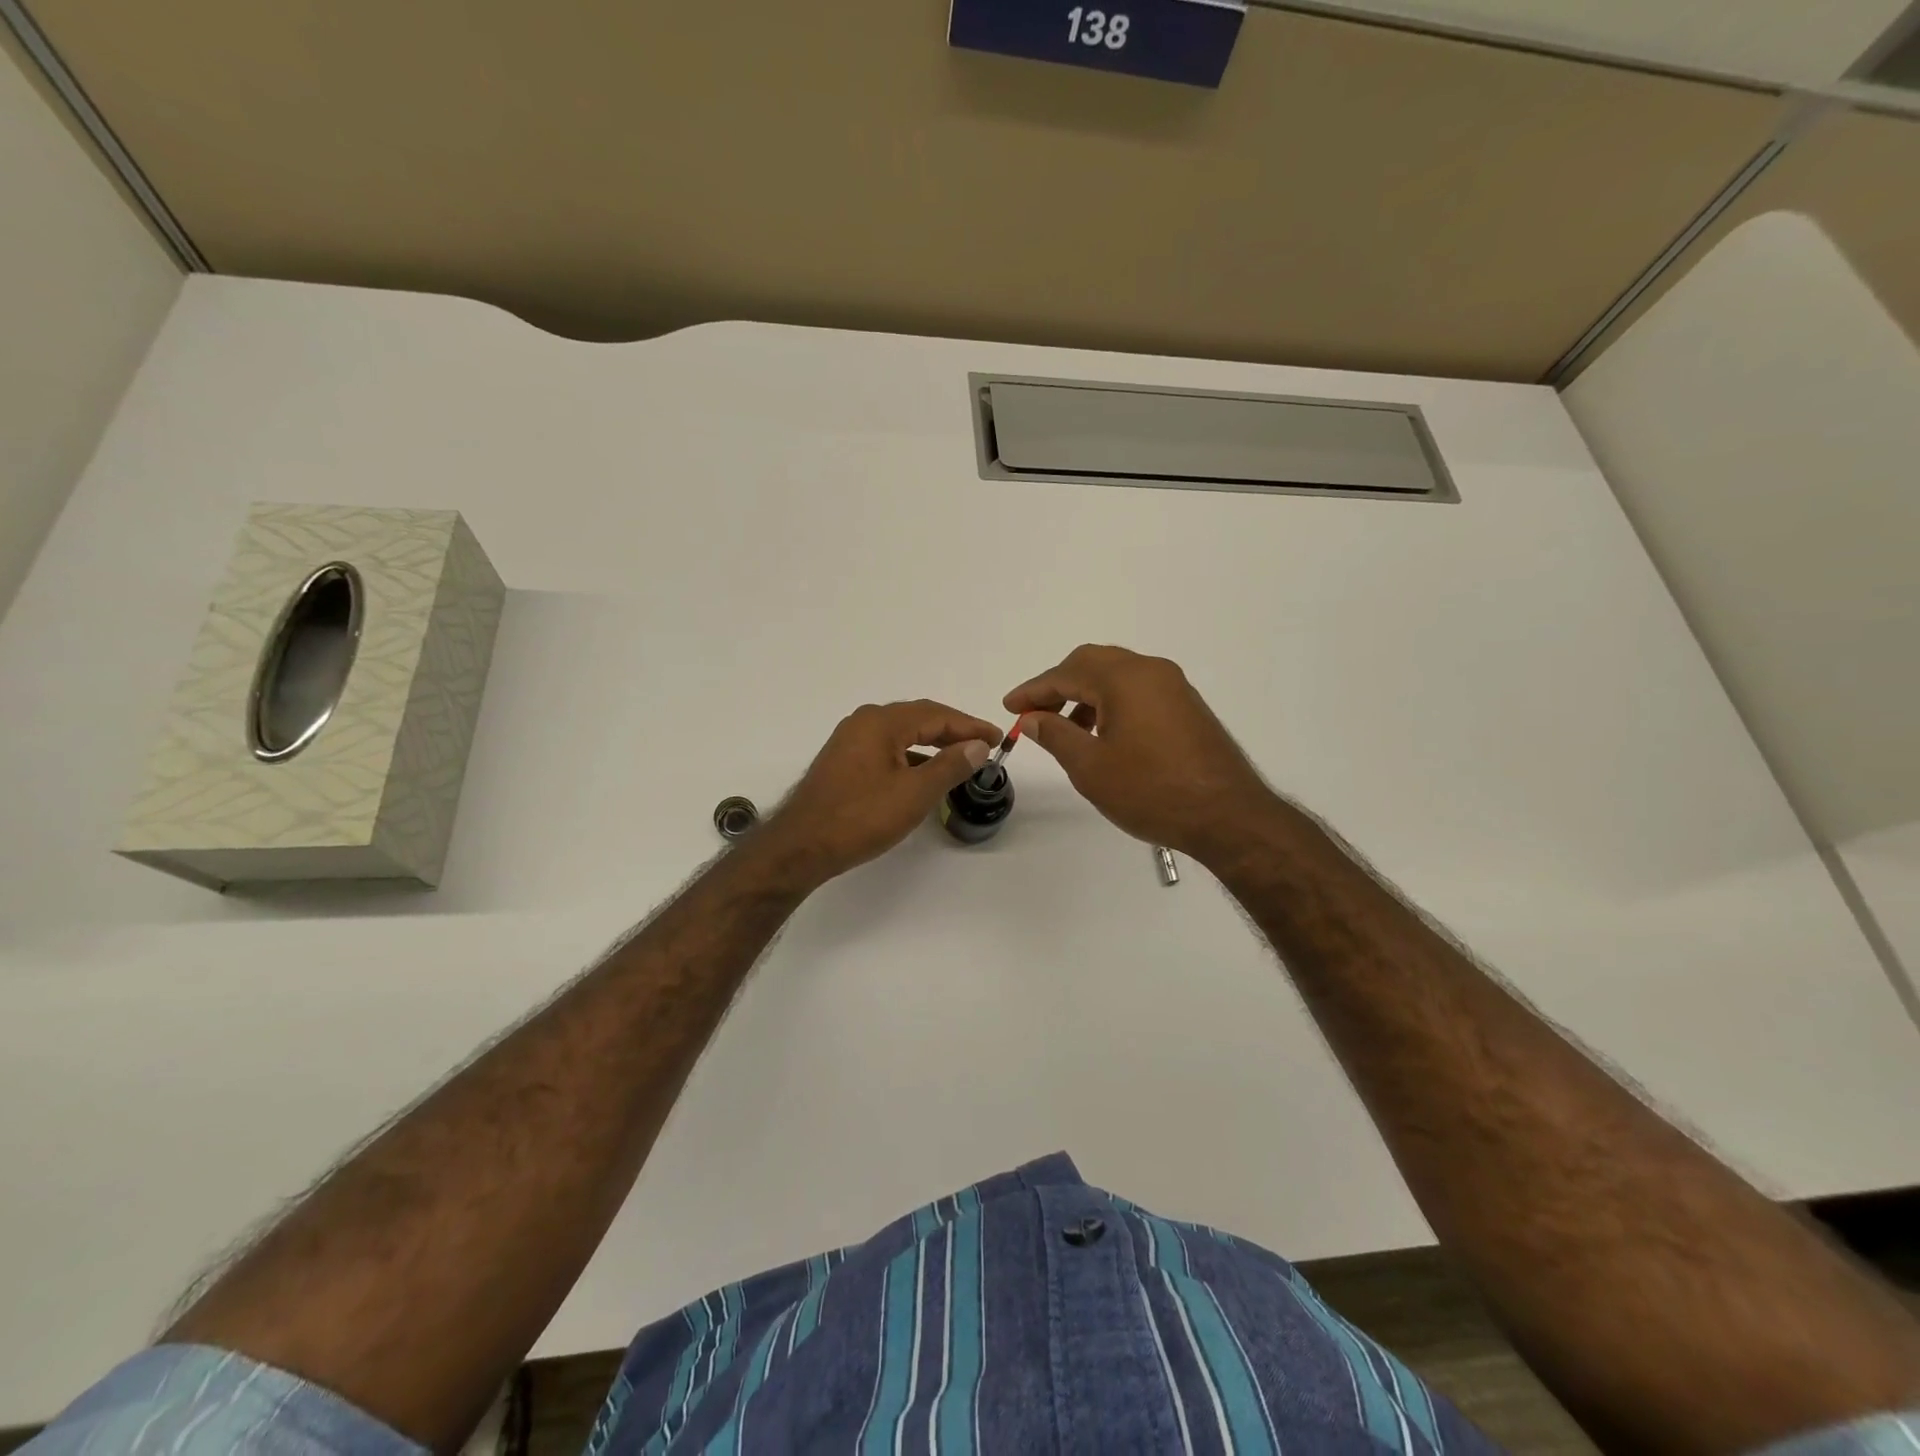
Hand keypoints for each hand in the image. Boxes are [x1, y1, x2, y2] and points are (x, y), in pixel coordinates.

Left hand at [754, 700, 1000, 887]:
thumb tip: (977, 746)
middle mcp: (864, 723)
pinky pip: (887, 749)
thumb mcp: (914, 793)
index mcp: (881, 722)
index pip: (936, 715)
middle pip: (918, 719)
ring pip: (901, 735)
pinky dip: (911, 757)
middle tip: (983, 745)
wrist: (801, 846)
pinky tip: (924, 775)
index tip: (997, 738)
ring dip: (932, 744)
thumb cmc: (860, 817)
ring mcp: (850, 742)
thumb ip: (949, 765)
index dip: (970, 726)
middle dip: (953, 731)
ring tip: (960, 760)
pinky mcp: (843, 762)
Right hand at [1005, 645, 1279, 864]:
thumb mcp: (1090, 767)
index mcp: (1124, 678)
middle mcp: (1151, 670)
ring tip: (1067, 729)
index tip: (1008, 706)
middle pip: (1093, 663)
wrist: (1228, 816)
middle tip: (1034, 713)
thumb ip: (1055, 735)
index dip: (1033, 690)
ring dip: (1086, 694)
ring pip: (1117, 676)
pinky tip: (1104, 735)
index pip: (1066, 673)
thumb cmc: (1151, 791)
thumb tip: (1031, 717)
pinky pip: (1139, 690)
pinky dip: (1112, 702)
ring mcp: (1174, 687)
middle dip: (1059, 685)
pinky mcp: (1187, 706)